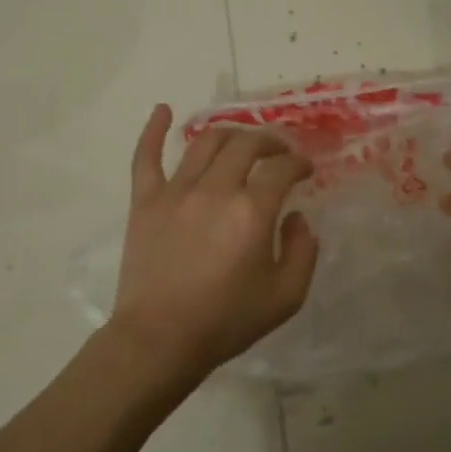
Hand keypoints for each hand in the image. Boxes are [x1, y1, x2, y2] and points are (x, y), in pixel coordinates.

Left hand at [111, 105, 318, 376]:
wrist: (160, 341)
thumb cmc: (226, 321)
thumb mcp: (287, 296)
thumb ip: (304, 250)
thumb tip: (297, 217)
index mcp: (252, 210)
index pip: (282, 167)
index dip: (299, 162)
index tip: (305, 169)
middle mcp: (215, 189)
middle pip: (246, 143)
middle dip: (270, 142)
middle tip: (279, 153)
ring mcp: (176, 191)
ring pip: (205, 141)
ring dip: (230, 134)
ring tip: (242, 142)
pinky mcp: (145, 201)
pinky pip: (146, 157)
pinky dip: (154, 129)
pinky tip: (163, 110)